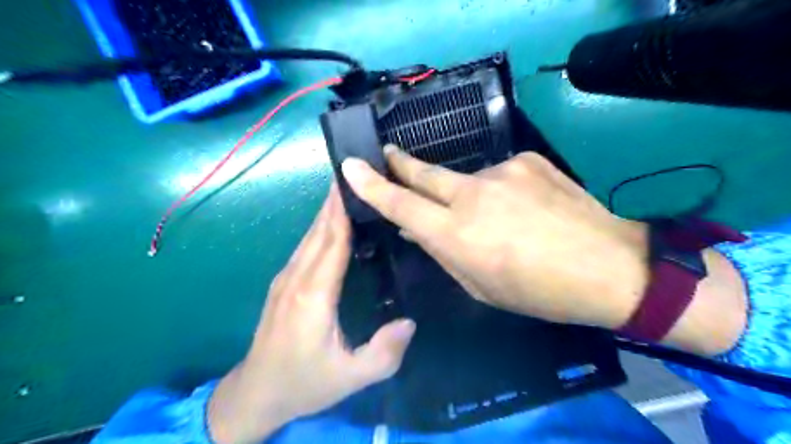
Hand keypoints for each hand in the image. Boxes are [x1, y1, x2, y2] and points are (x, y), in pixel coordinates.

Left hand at [207, 185, 416, 443]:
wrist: (257, 393)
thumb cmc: (304, 383)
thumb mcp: (350, 378)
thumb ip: (384, 353)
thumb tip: (410, 321)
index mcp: (314, 295)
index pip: (332, 241)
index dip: (343, 209)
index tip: (356, 180)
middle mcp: (297, 278)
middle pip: (319, 229)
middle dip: (336, 199)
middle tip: (357, 172)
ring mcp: (286, 278)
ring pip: (310, 235)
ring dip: (327, 210)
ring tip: (348, 189)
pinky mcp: (283, 283)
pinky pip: (305, 246)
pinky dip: (321, 227)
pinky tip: (333, 222)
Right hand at [341, 145, 647, 328]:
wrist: (610, 267)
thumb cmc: (539, 292)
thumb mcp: (481, 286)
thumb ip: (443, 252)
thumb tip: (414, 227)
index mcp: (459, 235)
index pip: (401, 205)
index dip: (372, 186)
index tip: (350, 166)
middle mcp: (474, 196)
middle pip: (425, 173)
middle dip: (401, 164)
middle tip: (388, 155)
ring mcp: (503, 171)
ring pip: (467, 180)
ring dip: (469, 196)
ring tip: (500, 220)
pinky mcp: (527, 160)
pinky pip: (499, 175)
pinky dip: (500, 191)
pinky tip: (524, 209)